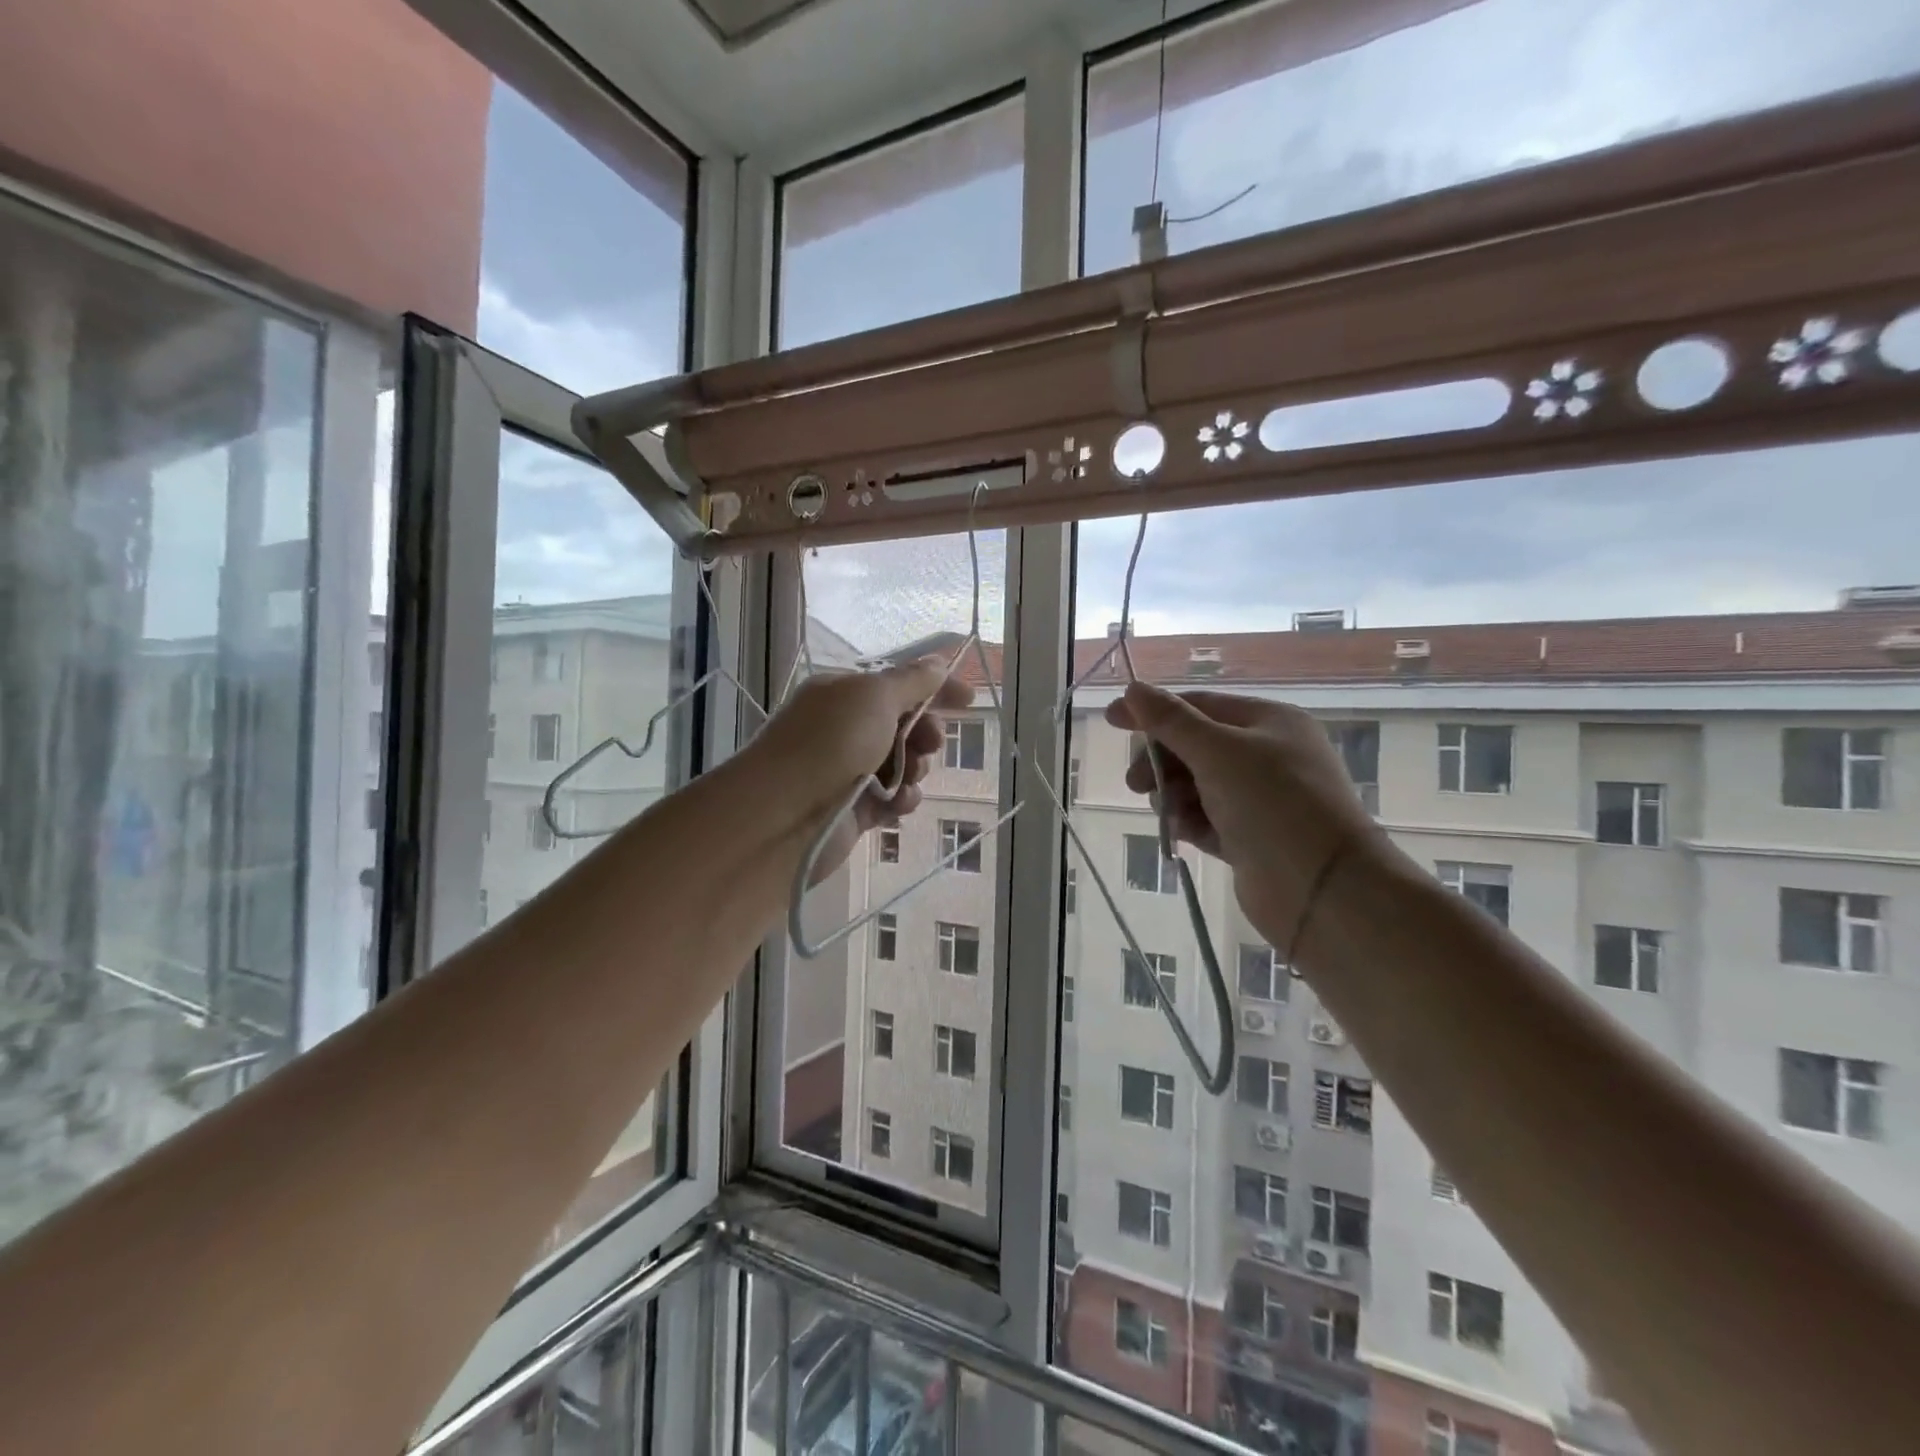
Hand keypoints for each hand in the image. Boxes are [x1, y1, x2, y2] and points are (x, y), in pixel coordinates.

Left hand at [755, 656, 973, 875]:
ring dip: (914, 768)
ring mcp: (847, 769)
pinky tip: (898, 804)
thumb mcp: (874, 697)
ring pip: (902, 763)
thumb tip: (937, 662)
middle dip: (924, 733)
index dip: (935, 688)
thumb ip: (912, 681)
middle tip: (931, 742)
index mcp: (843, 693)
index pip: (897, 684)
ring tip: (908, 778)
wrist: (784, 815)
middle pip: (903, 724)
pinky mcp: (853, 808)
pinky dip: (901, 799)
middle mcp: (843, 728)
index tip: (969, 701)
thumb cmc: (830, 743)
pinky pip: (892, 797)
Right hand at [1104, 684, 1388, 948]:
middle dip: (1161, 761)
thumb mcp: (1217, 752)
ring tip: (1167, 813)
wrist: (1321, 890)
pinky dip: (1188, 821)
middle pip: (1194, 746)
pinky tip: (1179, 832)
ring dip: (1172, 794)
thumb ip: (1170, 721)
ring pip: (1196, 784)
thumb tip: (1132, 689)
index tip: (1111, 721)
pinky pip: (1206, 818)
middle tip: (1136, 783)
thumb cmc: (1272, 804)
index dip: (1153, 711)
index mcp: (1268, 722)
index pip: (1199, 705)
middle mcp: (1266, 755)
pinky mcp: (1250, 837)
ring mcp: (1260, 798)